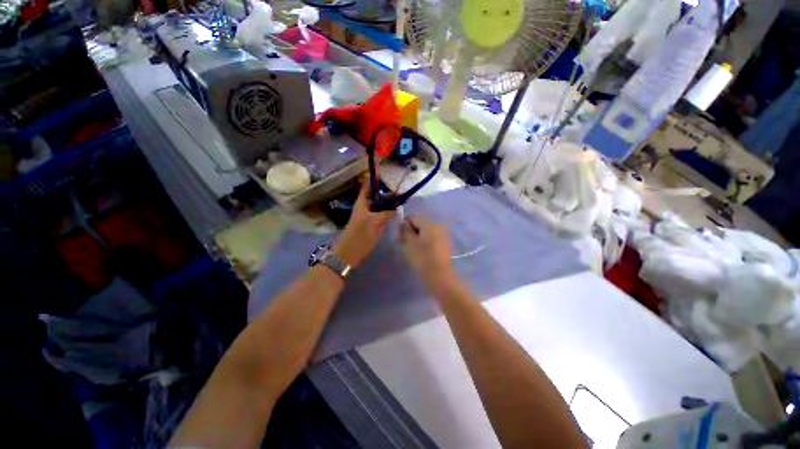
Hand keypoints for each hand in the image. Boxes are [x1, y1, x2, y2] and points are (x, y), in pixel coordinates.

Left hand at [334, 181, 394, 267]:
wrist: (349, 254)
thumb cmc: (360, 236)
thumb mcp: (375, 222)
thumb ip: (387, 214)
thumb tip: (396, 208)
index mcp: (361, 203)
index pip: (367, 187)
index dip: (375, 180)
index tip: (387, 176)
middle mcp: (364, 207)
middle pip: (375, 196)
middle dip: (386, 193)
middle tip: (400, 193)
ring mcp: (367, 217)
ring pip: (379, 206)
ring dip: (387, 203)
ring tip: (400, 202)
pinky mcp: (370, 225)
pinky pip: (380, 215)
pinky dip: (387, 213)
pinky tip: (395, 214)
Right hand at [399, 215, 460, 295]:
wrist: (439, 275)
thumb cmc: (422, 258)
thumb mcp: (409, 243)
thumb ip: (405, 230)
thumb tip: (402, 222)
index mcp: (429, 223)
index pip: (413, 217)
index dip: (404, 224)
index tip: (400, 236)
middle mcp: (437, 225)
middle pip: (420, 223)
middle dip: (411, 230)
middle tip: (403, 242)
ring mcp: (442, 234)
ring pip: (425, 230)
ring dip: (417, 236)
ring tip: (411, 247)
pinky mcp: (444, 242)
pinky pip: (431, 236)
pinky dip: (424, 240)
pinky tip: (420, 250)